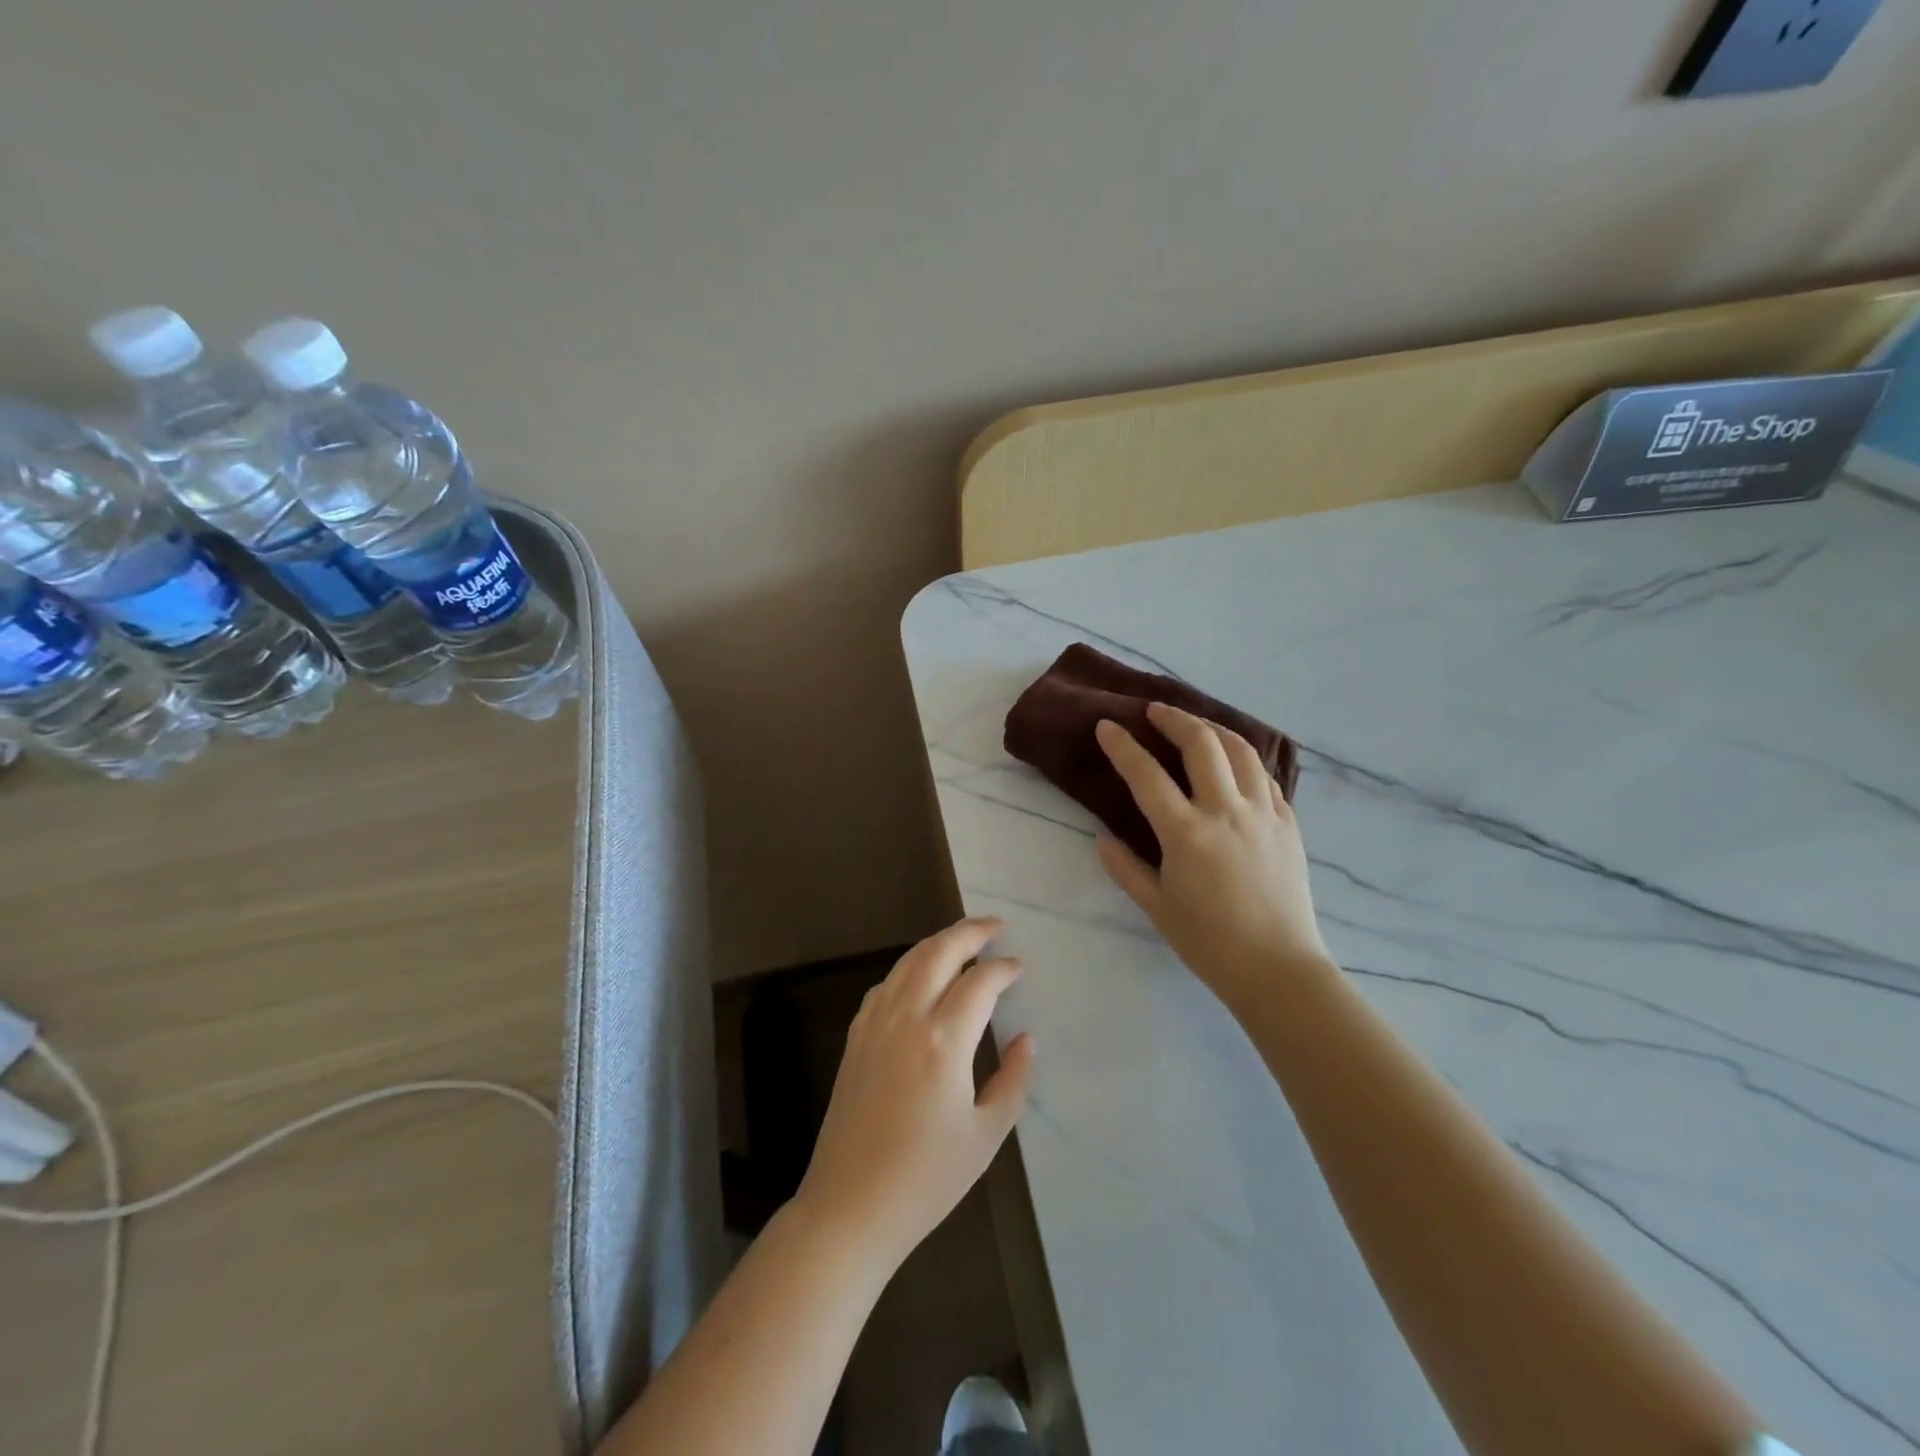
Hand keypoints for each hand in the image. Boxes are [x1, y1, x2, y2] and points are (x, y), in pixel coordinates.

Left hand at [796, 918, 1034, 1270]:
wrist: (850, 1206)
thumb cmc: (926, 1179)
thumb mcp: (986, 1135)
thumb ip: (1013, 1079)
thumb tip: (1026, 1037)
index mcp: (943, 1041)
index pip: (979, 983)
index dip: (1003, 969)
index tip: (1019, 968)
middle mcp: (907, 1018)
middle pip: (939, 952)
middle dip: (971, 932)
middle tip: (996, 927)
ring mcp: (875, 1023)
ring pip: (909, 961)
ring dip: (939, 942)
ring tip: (964, 941)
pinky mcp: (856, 1037)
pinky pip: (886, 984)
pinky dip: (910, 967)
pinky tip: (921, 977)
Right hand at [1094, 703, 1332, 1009]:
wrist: (1279, 969)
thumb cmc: (1209, 943)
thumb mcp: (1157, 908)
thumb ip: (1125, 869)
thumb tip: (1102, 840)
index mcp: (1187, 834)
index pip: (1147, 775)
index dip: (1123, 746)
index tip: (1107, 725)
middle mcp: (1226, 812)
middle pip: (1201, 744)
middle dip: (1174, 718)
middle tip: (1153, 711)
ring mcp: (1264, 814)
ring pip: (1241, 751)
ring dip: (1214, 729)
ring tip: (1195, 724)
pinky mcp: (1289, 824)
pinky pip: (1266, 777)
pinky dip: (1245, 760)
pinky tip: (1234, 763)